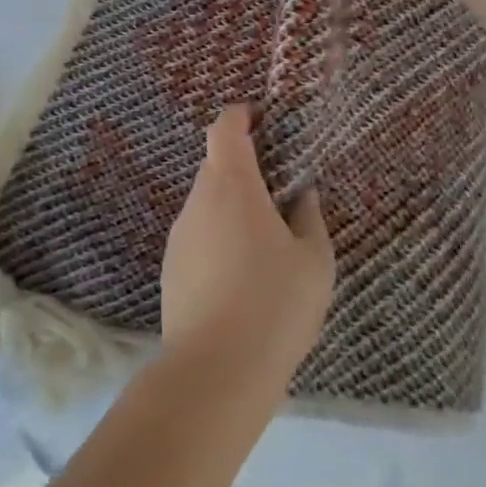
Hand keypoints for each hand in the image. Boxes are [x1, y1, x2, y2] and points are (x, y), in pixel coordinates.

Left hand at [160, 106, 334, 393]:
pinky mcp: (171, 269)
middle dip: (245, 168)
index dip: (241, 115)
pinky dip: (219, 238)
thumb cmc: (275, 303)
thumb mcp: (314, 260)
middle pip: (215, 166)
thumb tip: (302, 194)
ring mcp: (179, 236)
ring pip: (207, 204)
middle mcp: (197, 201)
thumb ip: (309, 217)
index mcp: (232, 186)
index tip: (262, 118)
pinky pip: (198, 236)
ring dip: (232, 207)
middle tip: (279, 190)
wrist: (216, 371)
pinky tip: (241, 276)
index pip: (225, 128)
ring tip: (265, 241)